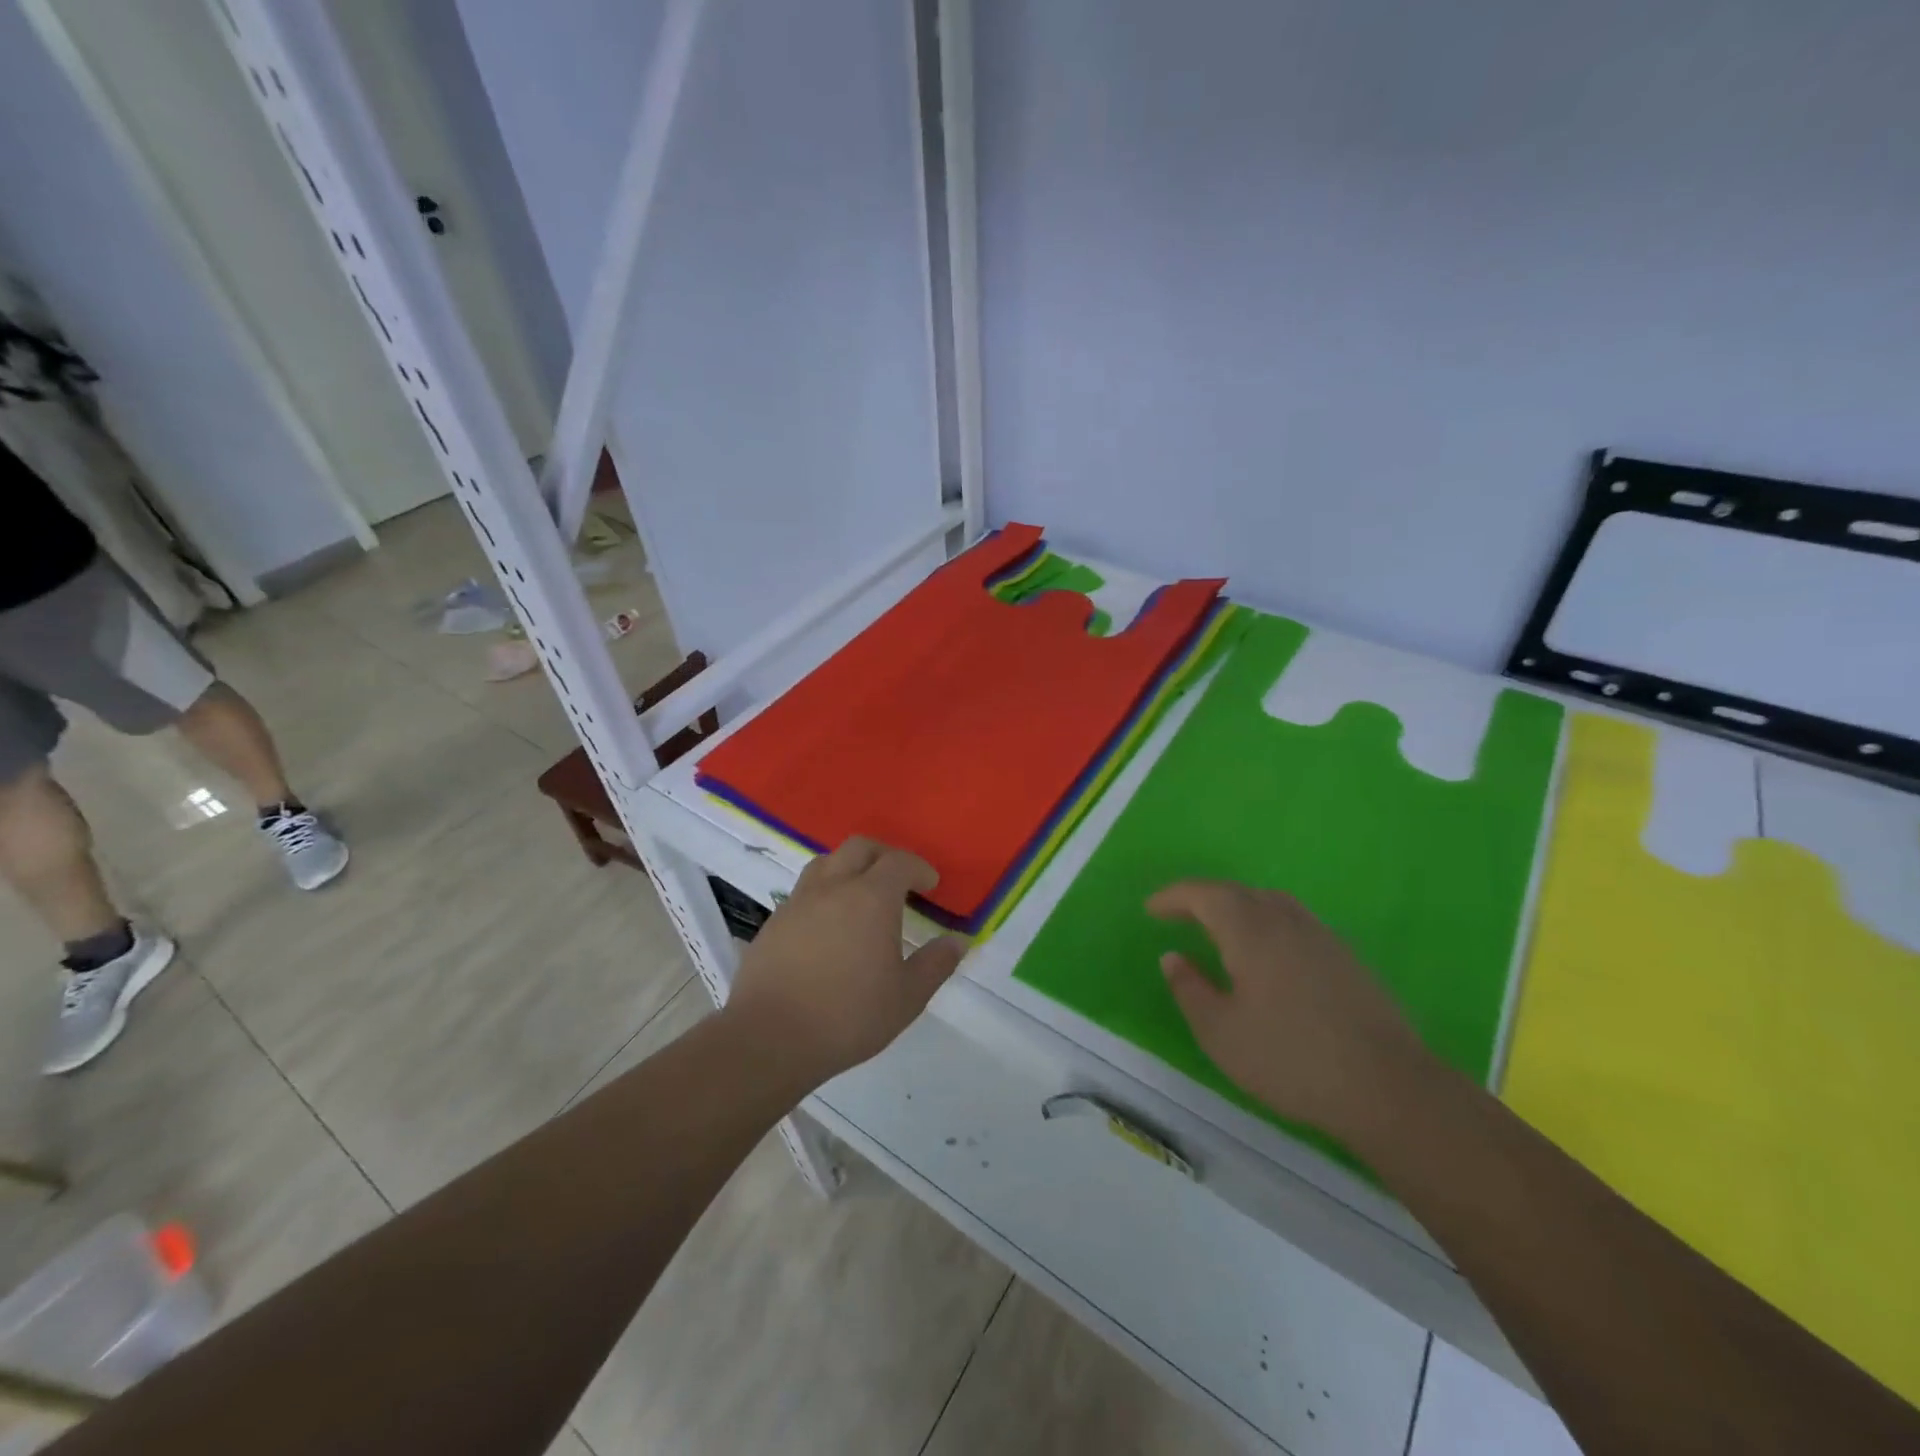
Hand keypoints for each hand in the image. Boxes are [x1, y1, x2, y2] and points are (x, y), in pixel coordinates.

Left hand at [724, 837, 967, 1084]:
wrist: (771, 1037)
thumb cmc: (848, 1016)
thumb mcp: (907, 997)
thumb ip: (935, 964)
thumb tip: (958, 941)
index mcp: (871, 897)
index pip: (899, 862)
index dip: (919, 867)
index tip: (930, 884)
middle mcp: (833, 887)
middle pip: (860, 848)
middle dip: (884, 855)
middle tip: (898, 879)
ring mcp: (798, 902)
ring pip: (826, 863)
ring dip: (848, 867)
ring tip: (860, 894)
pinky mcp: (773, 922)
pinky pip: (803, 892)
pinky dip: (822, 895)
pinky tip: (826, 926)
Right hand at [1148, 881, 1440, 1141]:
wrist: (1388, 1087)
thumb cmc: (1291, 1059)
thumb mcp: (1221, 1033)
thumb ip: (1190, 989)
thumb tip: (1173, 957)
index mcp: (1250, 931)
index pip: (1204, 895)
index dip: (1174, 896)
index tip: (1151, 908)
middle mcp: (1285, 921)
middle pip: (1238, 892)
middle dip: (1202, 898)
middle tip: (1178, 914)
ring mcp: (1321, 936)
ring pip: (1270, 902)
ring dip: (1237, 906)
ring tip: (1219, 927)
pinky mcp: (1345, 957)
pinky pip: (1293, 921)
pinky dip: (1265, 922)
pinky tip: (1266, 953)